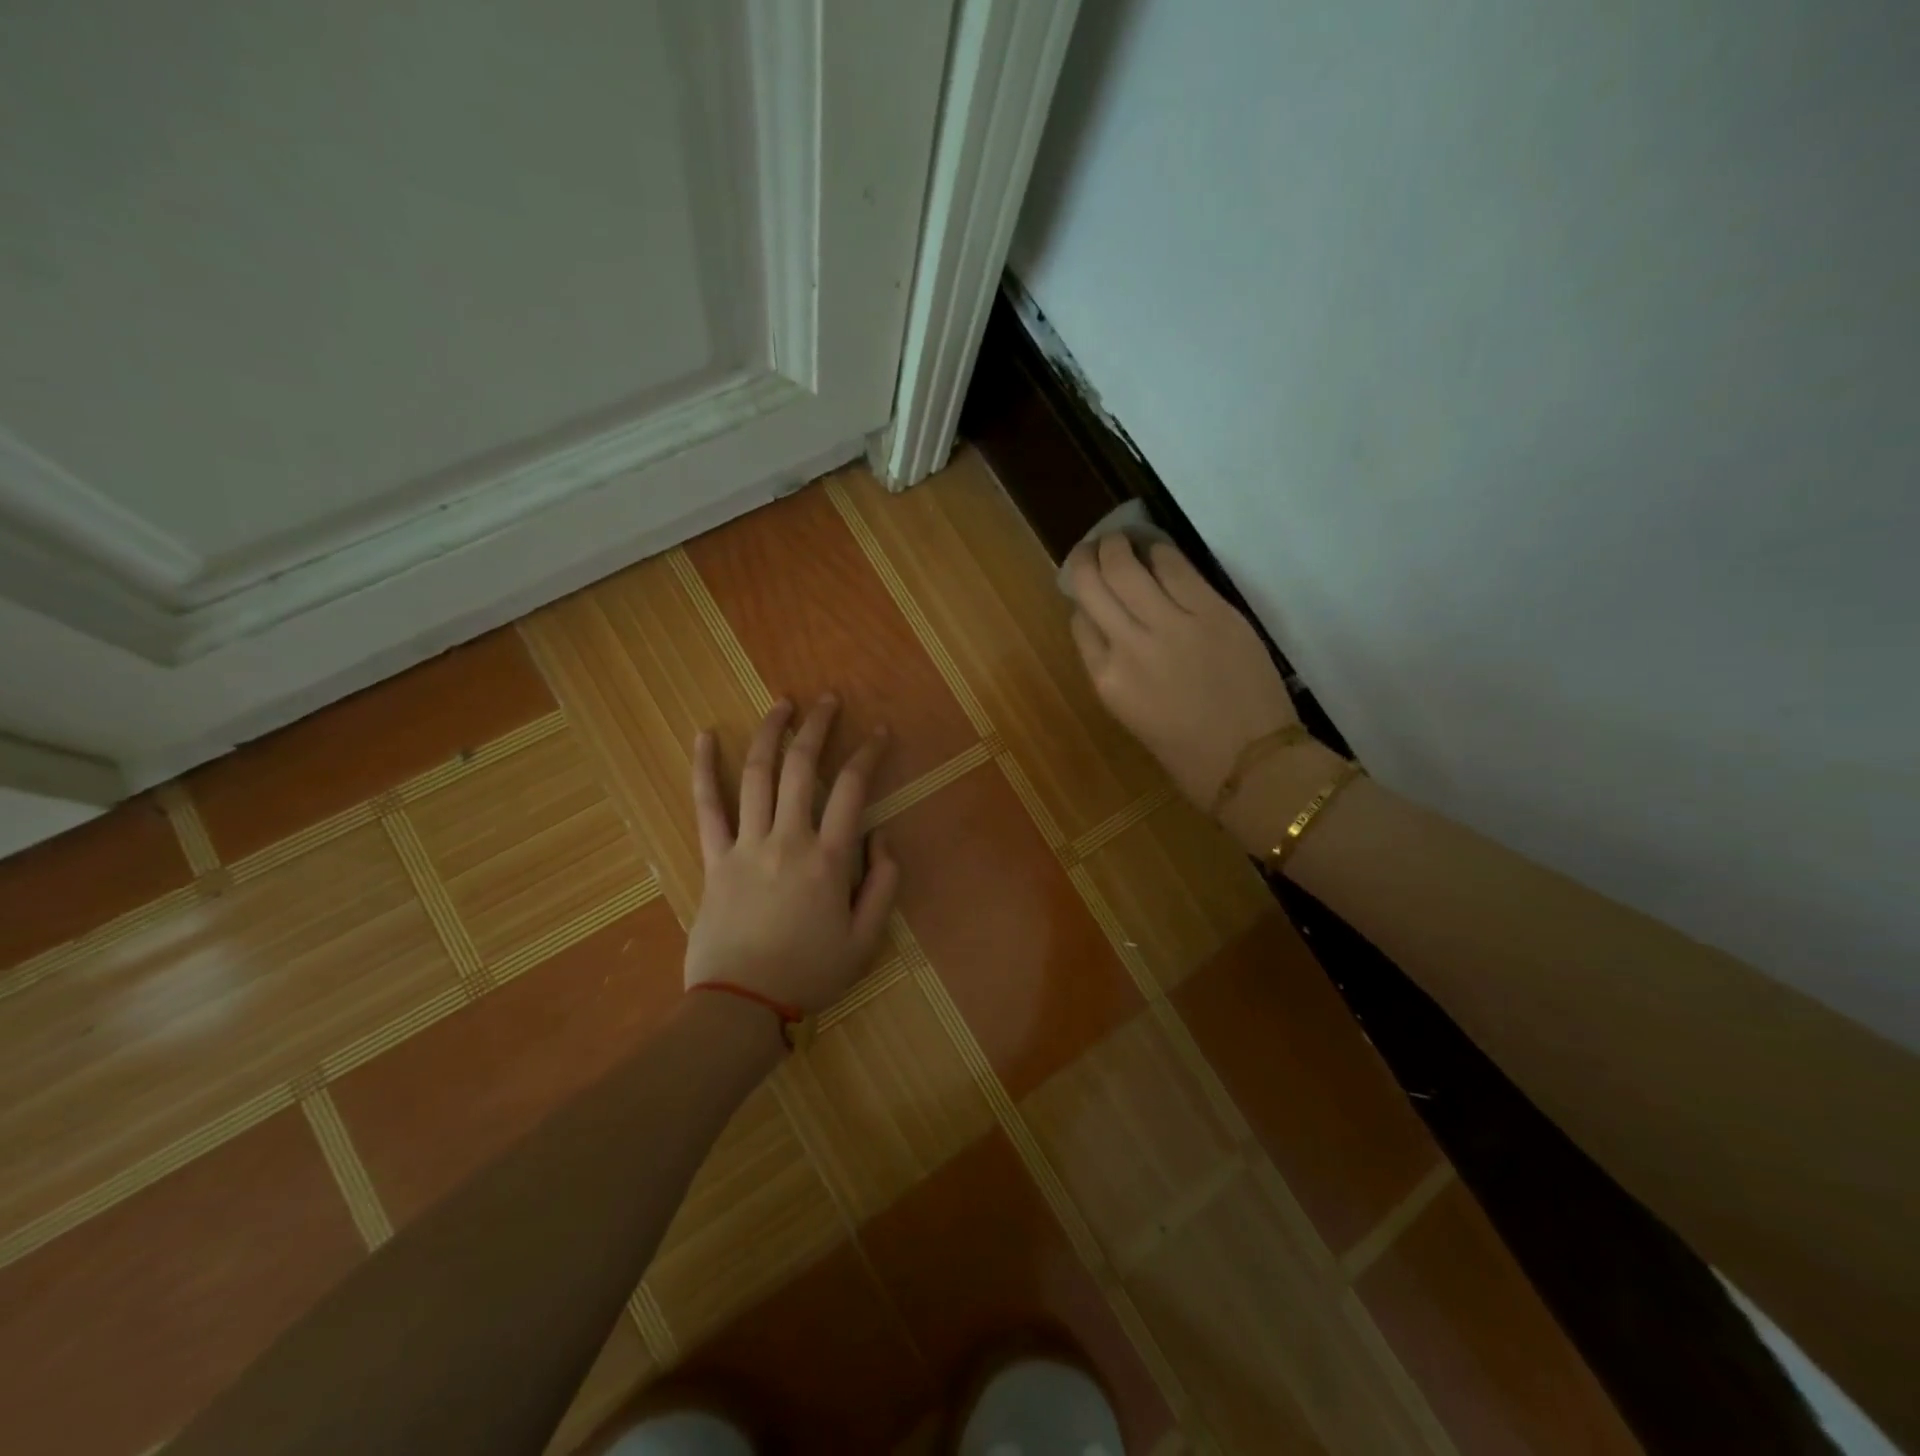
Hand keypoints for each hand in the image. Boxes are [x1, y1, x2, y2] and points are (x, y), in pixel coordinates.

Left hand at [684, 695, 899, 1013]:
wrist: (741, 1006)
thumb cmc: (809, 974)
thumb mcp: (866, 939)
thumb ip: (884, 884)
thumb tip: (884, 836)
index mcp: (828, 859)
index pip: (851, 789)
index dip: (868, 754)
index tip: (879, 732)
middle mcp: (788, 840)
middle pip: (801, 767)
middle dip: (817, 726)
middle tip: (828, 699)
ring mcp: (746, 845)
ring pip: (756, 775)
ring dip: (770, 733)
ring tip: (782, 704)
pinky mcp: (713, 858)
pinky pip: (706, 806)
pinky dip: (703, 768)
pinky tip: (703, 736)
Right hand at [1067, 535, 1299, 811]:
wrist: (1252, 764)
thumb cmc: (1188, 755)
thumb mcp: (1132, 715)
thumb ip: (1115, 670)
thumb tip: (1112, 629)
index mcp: (1106, 681)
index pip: (1079, 622)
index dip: (1081, 600)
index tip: (1088, 590)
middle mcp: (1129, 647)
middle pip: (1094, 584)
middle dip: (1089, 559)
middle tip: (1095, 548)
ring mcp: (1171, 625)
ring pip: (1128, 566)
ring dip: (1118, 546)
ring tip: (1120, 540)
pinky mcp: (1212, 611)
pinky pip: (1176, 567)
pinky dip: (1160, 552)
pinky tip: (1157, 549)